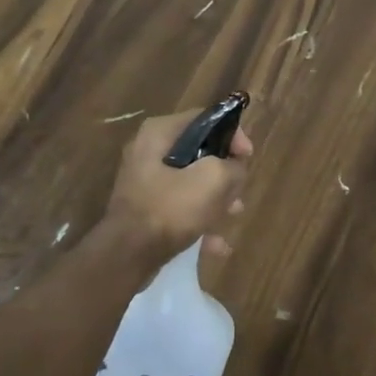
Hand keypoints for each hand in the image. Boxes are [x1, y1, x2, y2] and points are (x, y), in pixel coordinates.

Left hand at [102, 108, 251, 271]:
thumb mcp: (213, 180)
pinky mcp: (145, 210)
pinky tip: (216, 245)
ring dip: (216, 199)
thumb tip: (235, 169)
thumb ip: (232, 166)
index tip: (248, 157)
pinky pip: (180, 208)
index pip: (205, 118)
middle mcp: (148, 151)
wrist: (127, 256)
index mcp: (159, 133)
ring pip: (192, 183)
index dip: (232, 134)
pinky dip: (199, 221)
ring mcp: (145, 183)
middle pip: (199, 153)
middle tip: (238, 190)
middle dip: (224, 173)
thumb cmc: (170, 208)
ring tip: (233, 216)